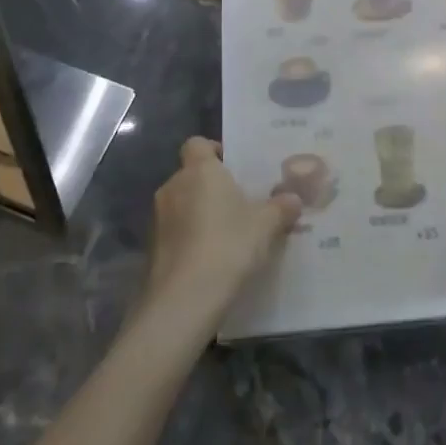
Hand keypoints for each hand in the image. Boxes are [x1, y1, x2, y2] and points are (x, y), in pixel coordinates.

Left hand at [142, 139, 299, 330]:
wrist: (183, 301)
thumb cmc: (227, 246)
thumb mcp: (266, 226)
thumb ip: (281, 207)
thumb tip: (293, 198)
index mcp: (200, 171)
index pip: (197, 143)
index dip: (215, 151)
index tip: (236, 168)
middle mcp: (173, 186)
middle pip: (192, 175)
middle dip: (213, 186)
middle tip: (241, 203)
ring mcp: (158, 218)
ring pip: (183, 204)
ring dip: (201, 213)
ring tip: (229, 234)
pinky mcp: (152, 248)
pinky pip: (176, 231)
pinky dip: (191, 238)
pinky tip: (212, 258)